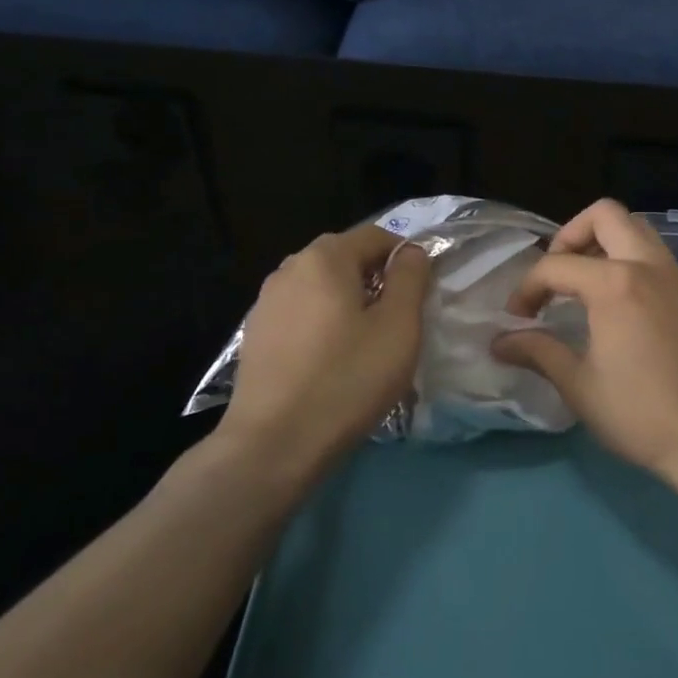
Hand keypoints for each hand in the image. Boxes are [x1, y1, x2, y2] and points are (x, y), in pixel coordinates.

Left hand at [220, 226, 430, 463]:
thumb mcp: (398, 327)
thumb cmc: (348, 379)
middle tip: (397, 320)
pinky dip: (322, 323)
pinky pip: (300, 313)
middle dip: (376, 279)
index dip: (405, 257)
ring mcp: (266, 302)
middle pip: (344, 258)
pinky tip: (330, 359)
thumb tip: (410, 252)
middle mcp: (289, 268)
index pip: (376, 236)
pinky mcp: (255, 334)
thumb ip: (410, 278)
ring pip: (320, 287)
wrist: (275, 442)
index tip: (421, 293)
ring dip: (348, 301)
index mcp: (325, 258)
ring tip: (365, 342)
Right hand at [493, 200, 677, 483]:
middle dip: (571, 235)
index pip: (556, 266)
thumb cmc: (641, 415)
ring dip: (605, 243)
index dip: (527, 288)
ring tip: (585, 285)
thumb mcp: (580, 386)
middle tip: (556, 275)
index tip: (517, 320)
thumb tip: (500, 342)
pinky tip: (620, 308)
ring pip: (638, 231)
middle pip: (605, 216)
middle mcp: (649, 267)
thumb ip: (538, 352)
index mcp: (615, 284)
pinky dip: (631, 263)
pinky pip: (657, 258)